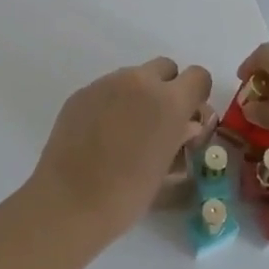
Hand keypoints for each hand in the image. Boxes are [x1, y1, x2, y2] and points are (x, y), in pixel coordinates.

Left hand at [31, 57, 212, 243]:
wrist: (70, 200)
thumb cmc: (127, 193)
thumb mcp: (165, 168)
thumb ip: (181, 138)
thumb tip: (186, 126)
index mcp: (169, 101)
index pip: (198, 76)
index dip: (196, 96)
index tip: (188, 118)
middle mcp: (139, 81)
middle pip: (166, 68)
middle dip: (168, 89)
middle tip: (159, 123)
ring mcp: (107, 83)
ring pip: (134, 76)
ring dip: (138, 95)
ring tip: (126, 131)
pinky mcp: (82, 91)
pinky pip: (107, 88)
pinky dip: (112, 103)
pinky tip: (101, 134)